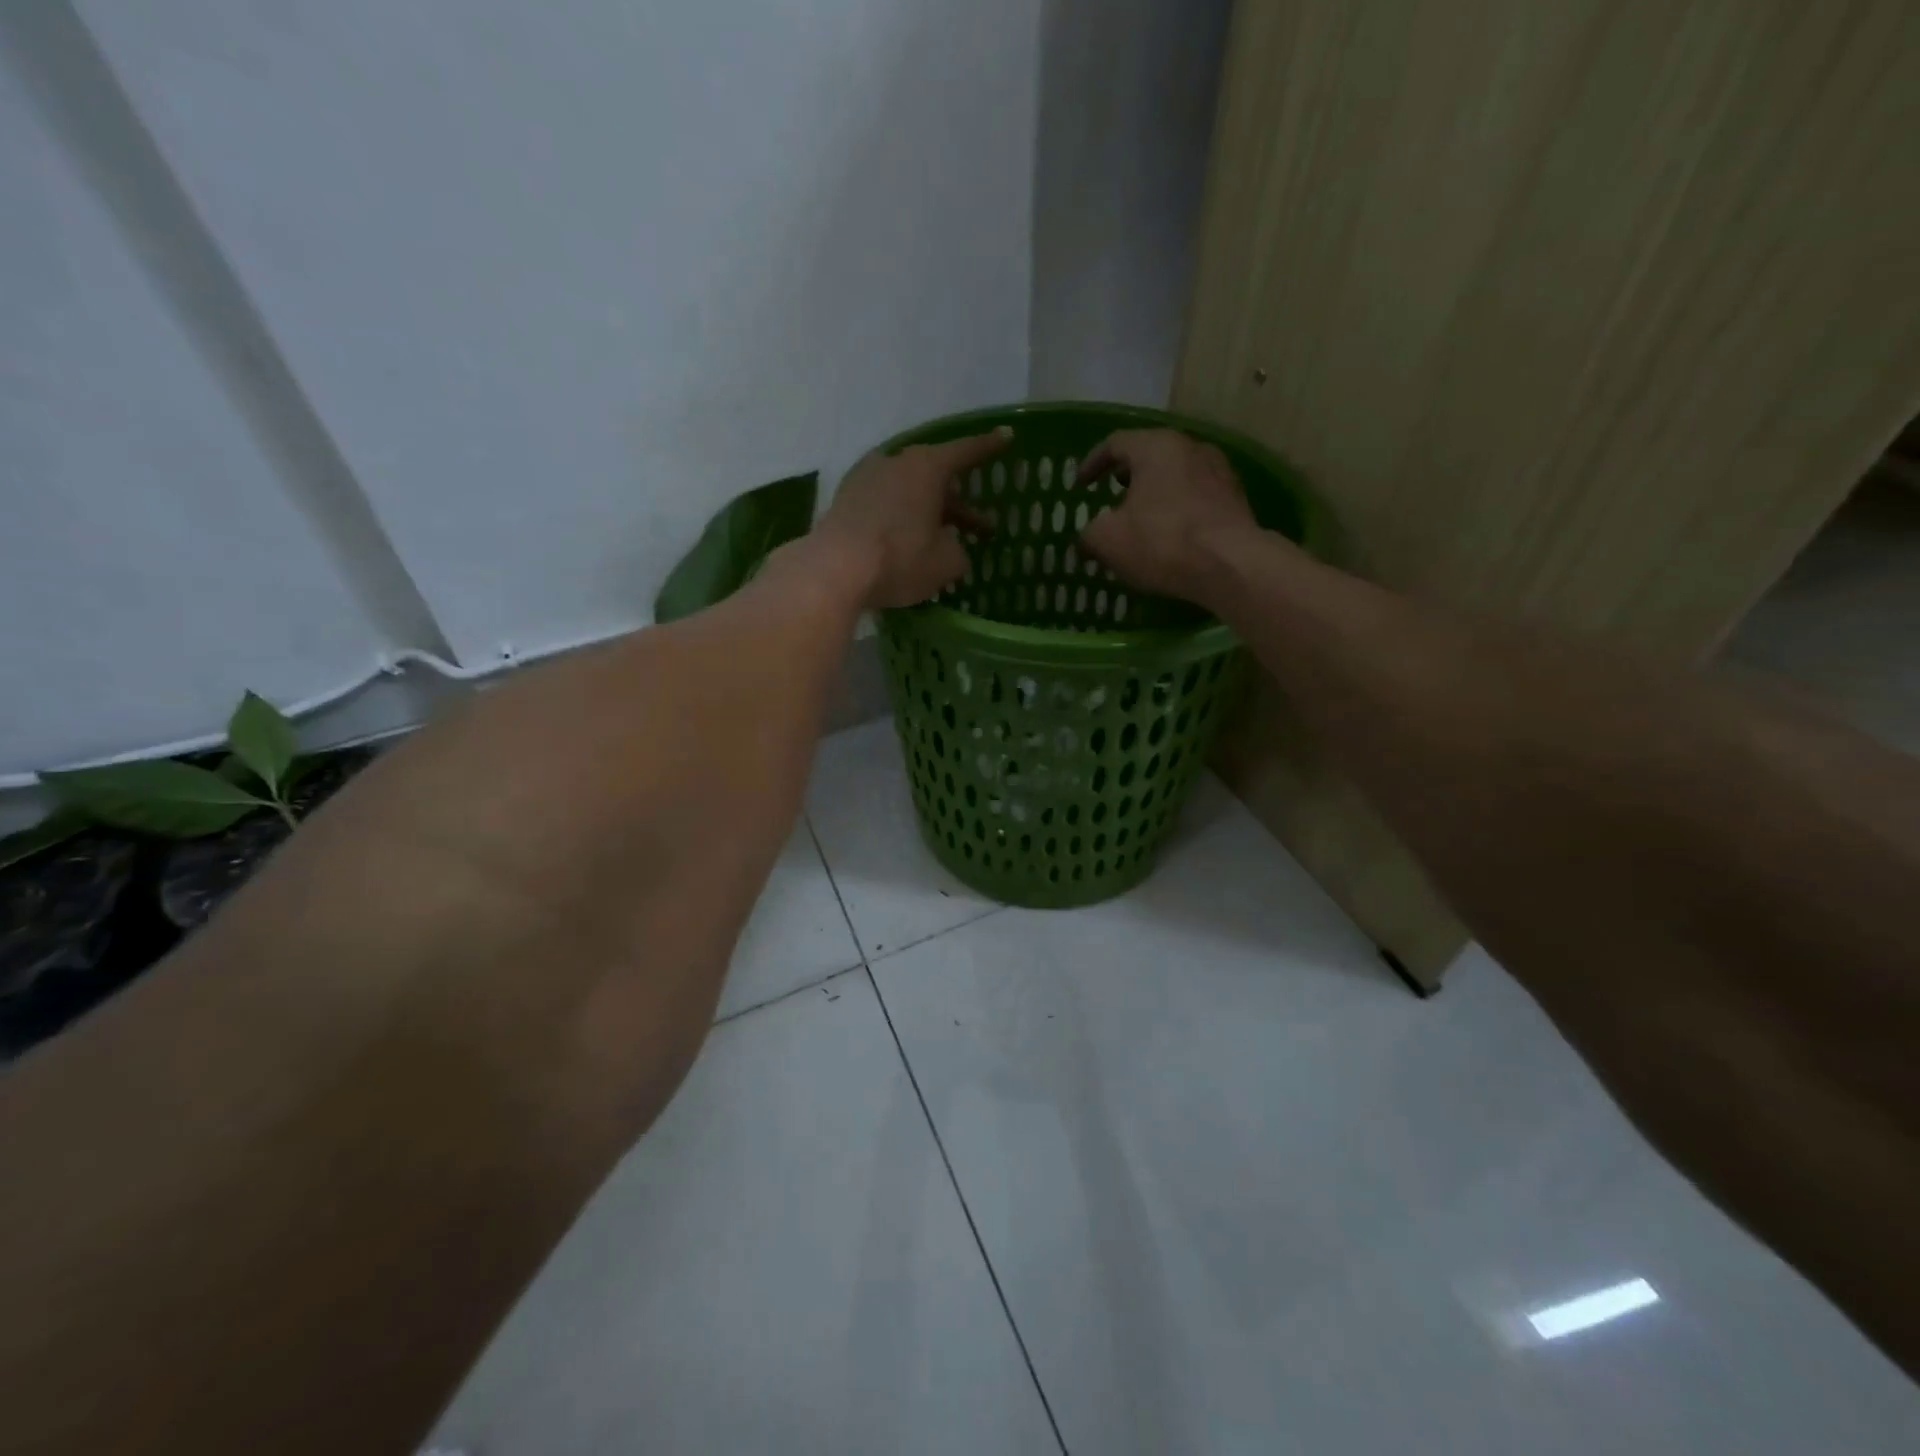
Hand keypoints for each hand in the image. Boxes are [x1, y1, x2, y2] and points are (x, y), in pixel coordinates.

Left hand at [816, 428, 1010, 609]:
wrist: (834, 569)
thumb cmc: (900, 559)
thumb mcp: (946, 563)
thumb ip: (958, 550)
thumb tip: (951, 546)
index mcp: (927, 467)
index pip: (966, 452)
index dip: (989, 447)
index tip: (1006, 436)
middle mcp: (897, 462)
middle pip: (936, 477)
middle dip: (959, 502)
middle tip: (979, 527)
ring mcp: (866, 477)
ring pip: (909, 489)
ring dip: (928, 510)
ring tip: (940, 536)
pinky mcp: (846, 498)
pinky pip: (885, 501)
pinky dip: (900, 515)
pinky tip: (905, 538)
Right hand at [1079, 430, 1263, 606]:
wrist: (1232, 565)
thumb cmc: (1162, 541)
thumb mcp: (1108, 540)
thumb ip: (1089, 534)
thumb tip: (1086, 541)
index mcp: (1156, 447)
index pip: (1115, 443)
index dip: (1092, 464)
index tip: (1080, 486)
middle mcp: (1191, 448)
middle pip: (1150, 456)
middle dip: (1126, 476)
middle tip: (1111, 496)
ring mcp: (1219, 472)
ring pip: (1176, 476)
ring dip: (1154, 494)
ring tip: (1141, 518)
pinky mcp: (1235, 500)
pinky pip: (1196, 498)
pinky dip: (1177, 510)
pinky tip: (1170, 535)